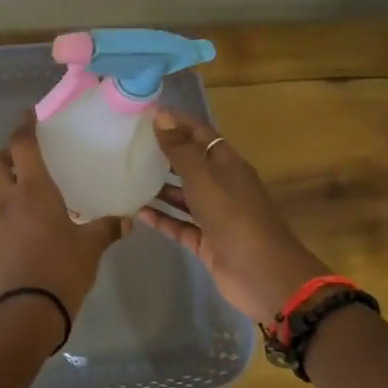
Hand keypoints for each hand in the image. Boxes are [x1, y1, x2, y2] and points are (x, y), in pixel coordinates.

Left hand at [0, 113, 126, 321]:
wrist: (26, 312)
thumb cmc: (61, 270)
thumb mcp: (90, 248)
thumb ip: (107, 228)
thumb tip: (126, 219)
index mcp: (32, 190)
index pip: (21, 145)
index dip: (24, 126)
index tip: (31, 114)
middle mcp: (7, 199)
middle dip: (7, 152)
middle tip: (29, 155)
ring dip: (5, 179)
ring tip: (29, 186)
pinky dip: (6, 206)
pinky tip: (26, 218)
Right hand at [135, 110, 328, 322]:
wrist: (262, 274)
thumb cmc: (234, 217)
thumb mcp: (204, 179)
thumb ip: (180, 150)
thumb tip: (161, 116)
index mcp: (227, 165)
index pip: (200, 133)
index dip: (176, 121)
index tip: (144, 112)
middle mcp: (221, 186)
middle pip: (190, 163)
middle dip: (163, 153)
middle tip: (126, 143)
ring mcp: (214, 215)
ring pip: (182, 195)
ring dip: (158, 186)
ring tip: (125, 175)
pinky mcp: (205, 241)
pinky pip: (178, 224)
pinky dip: (160, 218)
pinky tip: (135, 211)